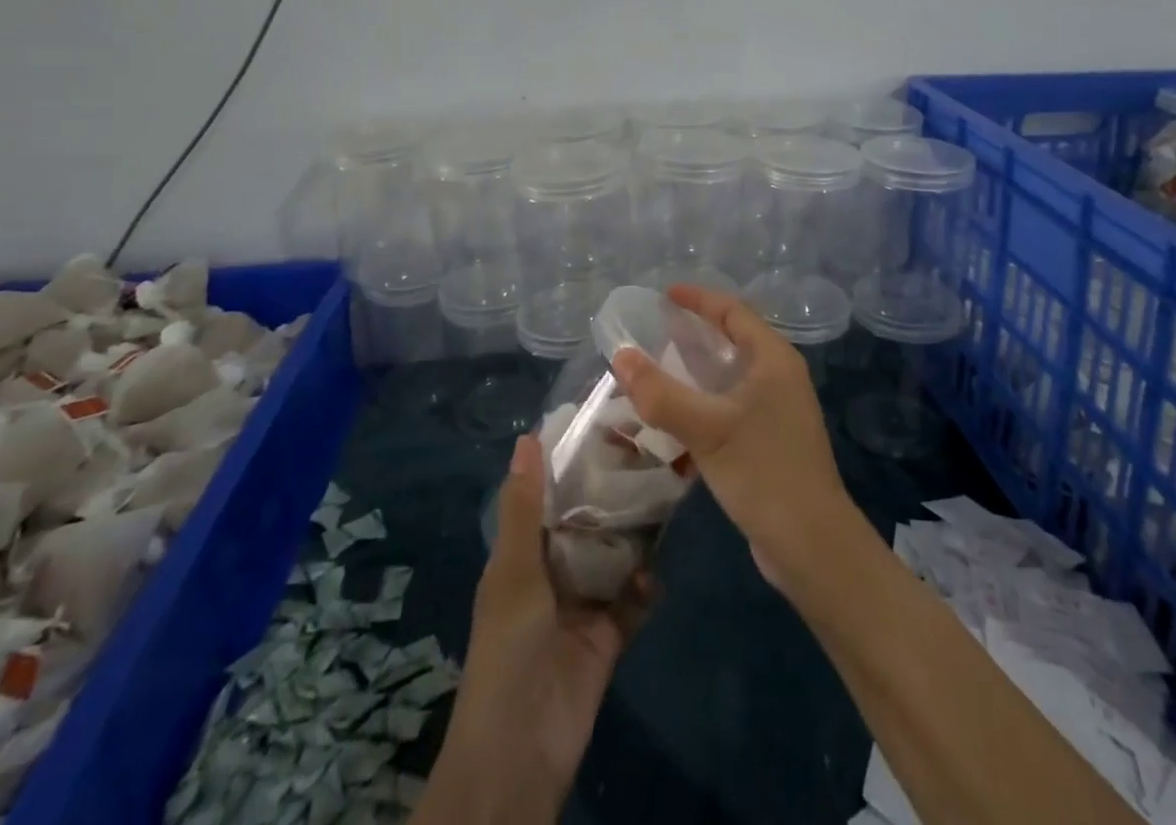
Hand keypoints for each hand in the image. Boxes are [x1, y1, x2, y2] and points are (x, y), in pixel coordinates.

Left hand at [415, 433, 650, 824]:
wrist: (521, 752)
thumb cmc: (508, 649)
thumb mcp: (513, 572)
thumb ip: (524, 508)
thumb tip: (527, 436)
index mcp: (523, 554)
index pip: (550, 496)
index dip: (573, 463)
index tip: (608, 423)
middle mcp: (553, 572)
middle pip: (587, 523)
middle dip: (613, 496)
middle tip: (651, 455)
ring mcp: (582, 605)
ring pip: (614, 557)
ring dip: (635, 538)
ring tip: (667, 498)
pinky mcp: (608, 636)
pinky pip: (631, 602)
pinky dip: (645, 589)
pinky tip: (656, 575)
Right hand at [610, 285, 854, 589]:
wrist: (811, 545)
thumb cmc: (763, 472)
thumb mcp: (707, 429)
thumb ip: (661, 393)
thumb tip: (621, 356)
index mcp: (773, 359)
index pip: (733, 312)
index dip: (699, 300)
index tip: (664, 295)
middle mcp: (779, 377)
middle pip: (732, 341)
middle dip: (693, 335)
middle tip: (653, 332)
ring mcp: (777, 411)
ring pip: (729, 378)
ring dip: (694, 374)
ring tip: (655, 372)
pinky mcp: (769, 441)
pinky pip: (729, 409)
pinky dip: (701, 406)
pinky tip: (673, 422)